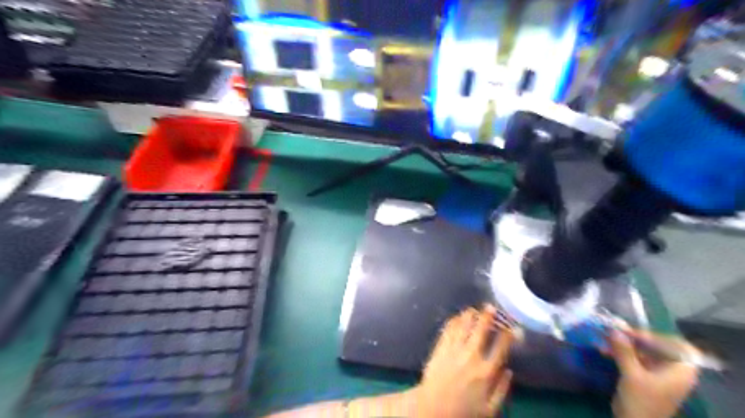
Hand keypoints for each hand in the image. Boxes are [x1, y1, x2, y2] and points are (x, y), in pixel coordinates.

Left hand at [414, 304, 513, 417]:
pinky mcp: (440, 348)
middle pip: (481, 330)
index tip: (512, 327)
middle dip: (487, 316)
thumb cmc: (463, 411)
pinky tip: (457, 317)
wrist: (433, 408)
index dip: (508, 335)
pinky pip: (448, 329)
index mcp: (486, 372)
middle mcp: (471, 356)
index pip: (500, 347)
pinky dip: (454, 321)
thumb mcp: (489, 410)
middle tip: (490, 307)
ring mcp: (454, 350)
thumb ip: (502, 390)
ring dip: (469, 315)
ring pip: (463, 326)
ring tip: (473, 309)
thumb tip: (509, 371)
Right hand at [611, 330, 698, 417]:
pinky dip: (622, 353)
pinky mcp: (646, 378)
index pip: (677, 345)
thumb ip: (624, 350)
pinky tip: (605, 349)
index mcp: (681, 371)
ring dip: (625, 345)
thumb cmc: (641, 401)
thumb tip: (614, 329)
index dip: (656, 336)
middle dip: (635, 338)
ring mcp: (660, 375)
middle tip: (615, 331)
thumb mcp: (632, 374)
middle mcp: (674, 371)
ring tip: (606, 338)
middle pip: (658, 347)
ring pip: (644, 352)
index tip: (634, 331)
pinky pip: (636, 359)